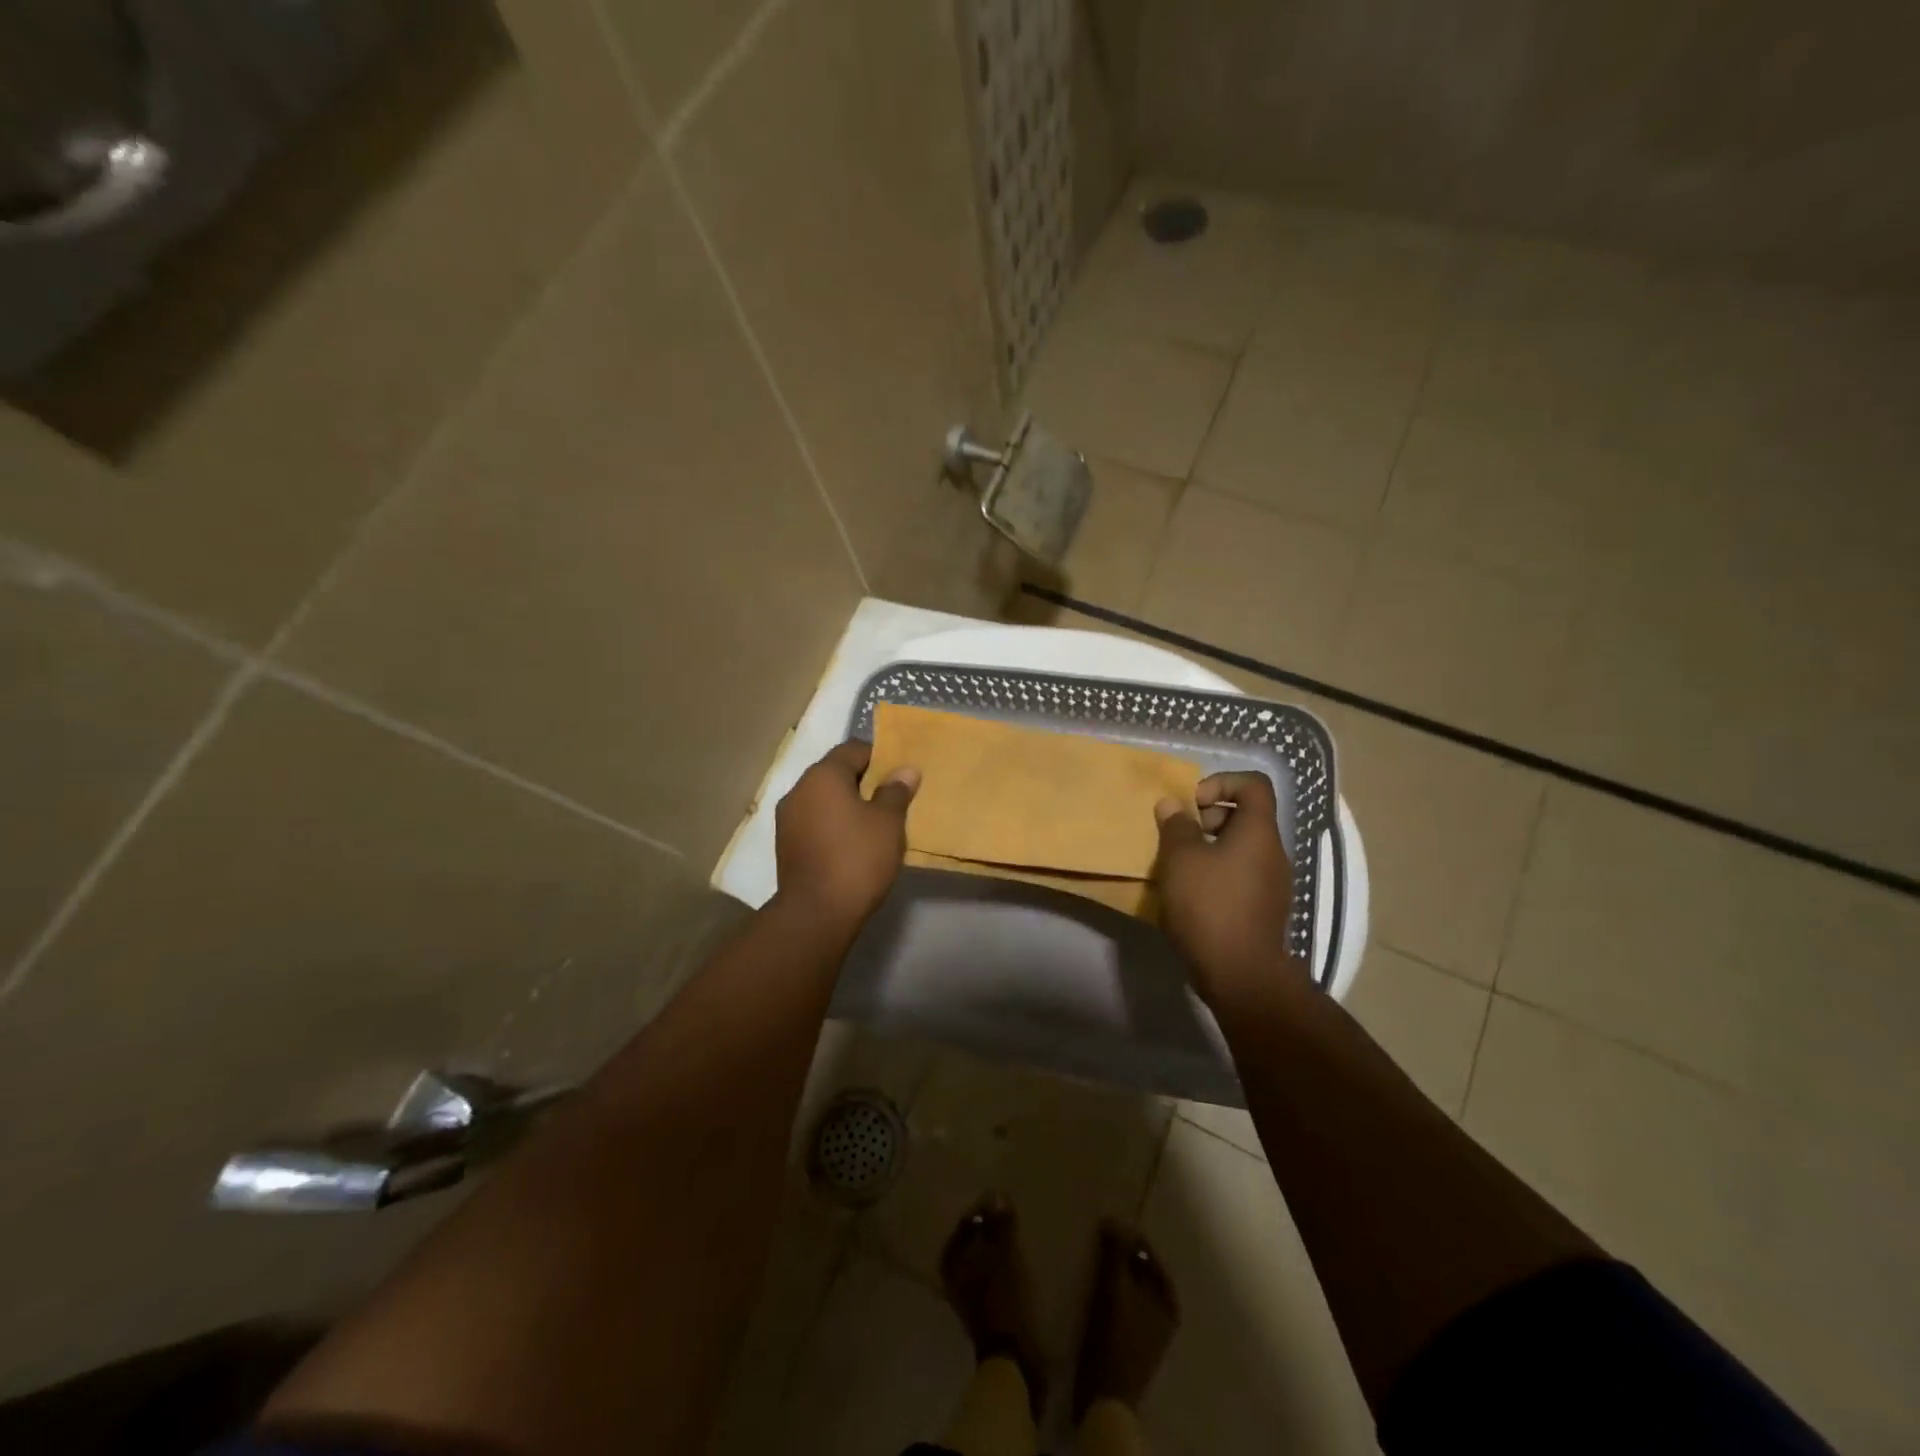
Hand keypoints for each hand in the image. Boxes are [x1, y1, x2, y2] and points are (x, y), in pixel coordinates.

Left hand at [774, 741, 919, 924]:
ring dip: (846, 805)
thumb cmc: (857, 858)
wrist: (816, 913)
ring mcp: (787, 818)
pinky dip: (833, 824)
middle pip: (835, 773)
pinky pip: (814, 822)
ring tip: (873, 824)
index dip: (879, 757)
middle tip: (891, 799)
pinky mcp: (786, 845)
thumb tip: (905, 770)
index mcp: (823, 775)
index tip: (899, 775)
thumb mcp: (888, 823)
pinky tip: (851, 844)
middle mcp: (799, 789)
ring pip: (823, 799)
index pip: (853, 749)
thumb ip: (896, 791)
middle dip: (863, 781)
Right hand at [1153, 772, 1306, 1006]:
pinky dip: (1217, 874)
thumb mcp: (1180, 859)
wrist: (1241, 974)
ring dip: (1210, 848)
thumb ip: (1176, 826)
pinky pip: (1241, 876)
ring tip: (1180, 868)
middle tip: (1182, 837)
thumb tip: (1173, 805)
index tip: (1193, 804)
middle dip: (1210, 817)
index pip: (1254, 785)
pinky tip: (1191, 896)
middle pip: (1247, 816)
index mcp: (1258, 832)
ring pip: (1242, 849)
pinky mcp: (1264, 910)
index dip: (1222, 782)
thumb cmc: (1209, 905)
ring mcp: (1273, 884)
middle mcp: (1273, 853)